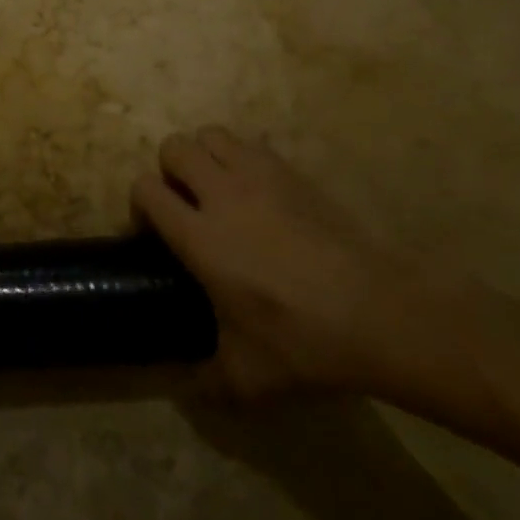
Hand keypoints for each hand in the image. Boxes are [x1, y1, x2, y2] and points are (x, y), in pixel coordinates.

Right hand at [133, 127, 403, 399]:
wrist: (378, 312)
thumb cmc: (304, 342)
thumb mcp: (248, 376)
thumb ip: (205, 377)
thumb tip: (182, 385)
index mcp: (200, 237)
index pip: (146, 189)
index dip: (141, 204)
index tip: (154, 230)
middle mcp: (221, 195)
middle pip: (174, 147)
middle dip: (170, 170)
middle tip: (186, 203)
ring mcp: (259, 176)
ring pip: (211, 134)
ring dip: (205, 155)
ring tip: (219, 188)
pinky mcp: (292, 171)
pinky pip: (252, 144)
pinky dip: (243, 157)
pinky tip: (259, 192)